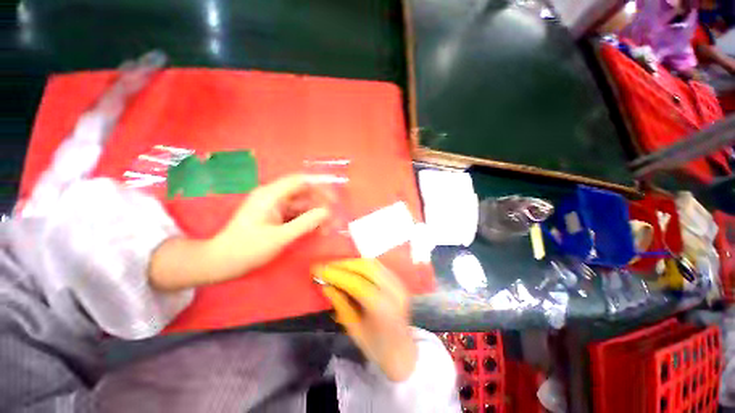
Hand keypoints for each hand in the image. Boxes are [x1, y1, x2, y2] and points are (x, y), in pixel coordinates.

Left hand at [149, 175, 330, 290]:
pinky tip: (317, 230)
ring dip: (315, 214)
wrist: (222, 262)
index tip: (335, 198)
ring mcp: (274, 206)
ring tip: (327, 228)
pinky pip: (296, 214)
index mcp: (271, 195)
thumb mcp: (280, 237)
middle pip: (304, 193)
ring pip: (302, 205)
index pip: (300, 181)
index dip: (320, 185)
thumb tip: (327, 212)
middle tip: (333, 219)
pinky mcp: (275, 216)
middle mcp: (273, 196)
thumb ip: (305, 223)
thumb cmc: (248, 249)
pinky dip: (307, 220)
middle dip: (320, 204)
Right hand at [314, 259, 417, 381]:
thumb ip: (341, 305)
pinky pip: (377, 265)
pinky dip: (361, 263)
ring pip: (372, 263)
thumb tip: (325, 285)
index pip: (357, 284)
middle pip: (366, 268)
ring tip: (335, 265)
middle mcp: (394, 291)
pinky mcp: (398, 279)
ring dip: (351, 262)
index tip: (317, 270)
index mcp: (384, 308)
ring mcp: (398, 283)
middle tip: (325, 266)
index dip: (336, 274)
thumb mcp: (354, 330)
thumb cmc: (377, 347)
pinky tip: (350, 267)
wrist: (403, 350)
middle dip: (343, 264)